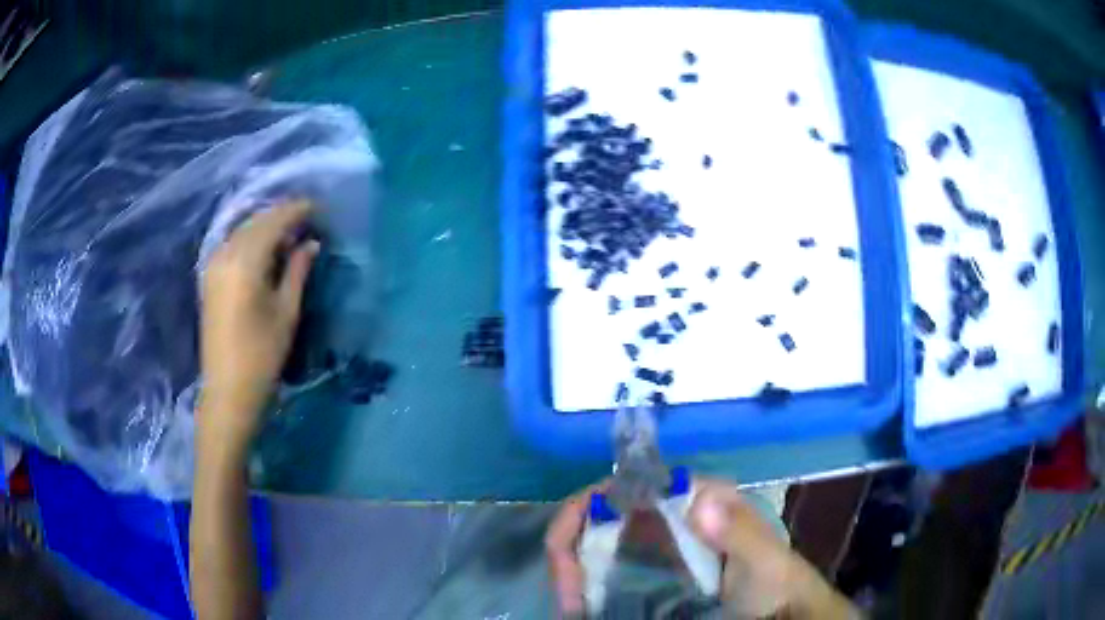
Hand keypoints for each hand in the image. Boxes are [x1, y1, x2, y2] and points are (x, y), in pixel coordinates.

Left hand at [199, 200, 318, 450]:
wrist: (228, 390)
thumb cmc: (262, 355)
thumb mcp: (286, 311)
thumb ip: (297, 270)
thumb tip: (311, 242)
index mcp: (245, 261)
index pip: (274, 221)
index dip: (297, 210)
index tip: (319, 208)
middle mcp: (225, 254)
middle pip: (256, 221)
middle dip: (282, 215)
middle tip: (308, 219)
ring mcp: (213, 264)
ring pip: (243, 230)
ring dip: (266, 226)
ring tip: (290, 232)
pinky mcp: (209, 277)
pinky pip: (232, 244)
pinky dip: (251, 239)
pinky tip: (265, 248)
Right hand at [546, 477, 853, 618]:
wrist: (783, 609)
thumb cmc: (776, 583)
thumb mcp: (762, 561)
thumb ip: (738, 533)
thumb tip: (696, 500)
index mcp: (696, 497)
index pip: (626, 486)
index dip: (586, 513)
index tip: (566, 559)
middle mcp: (674, 509)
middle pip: (605, 513)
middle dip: (573, 547)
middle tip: (566, 596)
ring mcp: (666, 537)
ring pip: (603, 538)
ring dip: (578, 566)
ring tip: (572, 603)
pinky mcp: (662, 563)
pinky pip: (615, 562)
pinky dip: (593, 578)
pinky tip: (586, 601)